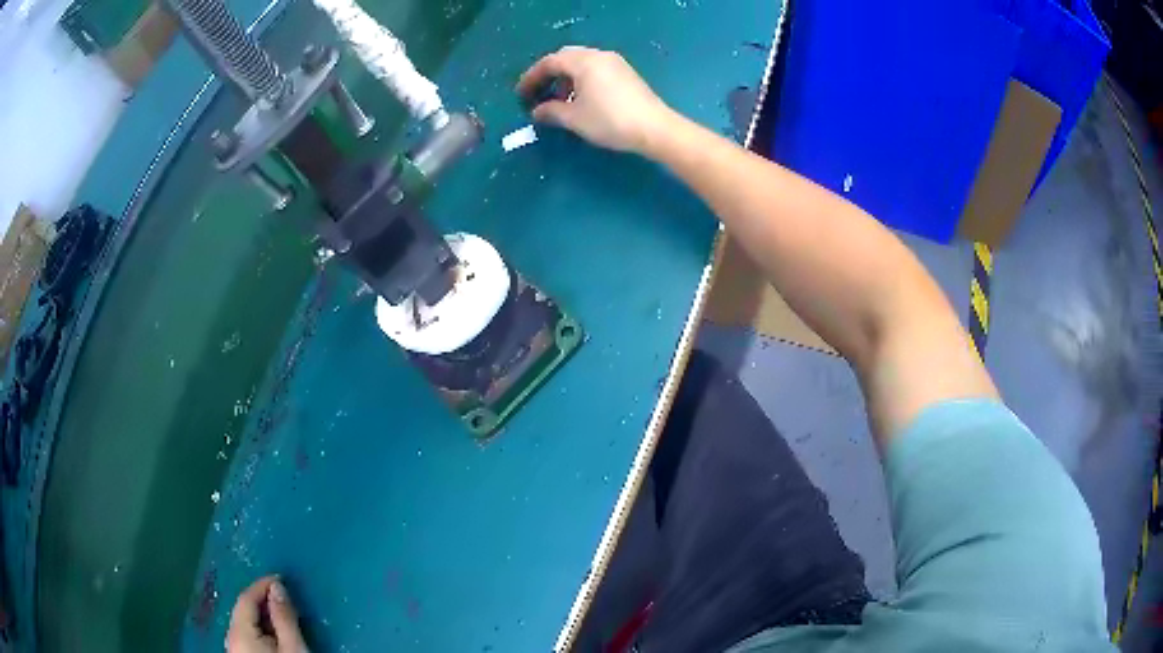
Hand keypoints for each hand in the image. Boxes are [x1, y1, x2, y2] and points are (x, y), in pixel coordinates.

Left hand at [226, 576, 306, 652]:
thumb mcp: (294, 648)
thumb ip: (284, 618)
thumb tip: (278, 587)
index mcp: (240, 633)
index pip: (246, 599)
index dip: (262, 585)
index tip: (281, 579)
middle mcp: (231, 639)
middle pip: (243, 612)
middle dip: (262, 601)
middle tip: (284, 597)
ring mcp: (234, 651)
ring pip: (244, 625)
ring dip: (261, 616)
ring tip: (282, 614)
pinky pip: (246, 637)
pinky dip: (259, 629)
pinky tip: (273, 634)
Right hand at [516, 47, 675, 153]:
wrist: (655, 128)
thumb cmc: (610, 121)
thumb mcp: (575, 119)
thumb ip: (551, 112)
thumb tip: (537, 111)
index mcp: (584, 61)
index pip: (550, 62)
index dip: (532, 77)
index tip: (521, 94)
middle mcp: (599, 55)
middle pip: (566, 58)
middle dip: (549, 75)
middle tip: (538, 93)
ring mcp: (615, 63)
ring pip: (582, 64)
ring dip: (565, 79)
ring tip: (559, 101)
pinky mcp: (626, 73)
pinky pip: (596, 70)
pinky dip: (581, 80)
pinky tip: (581, 100)